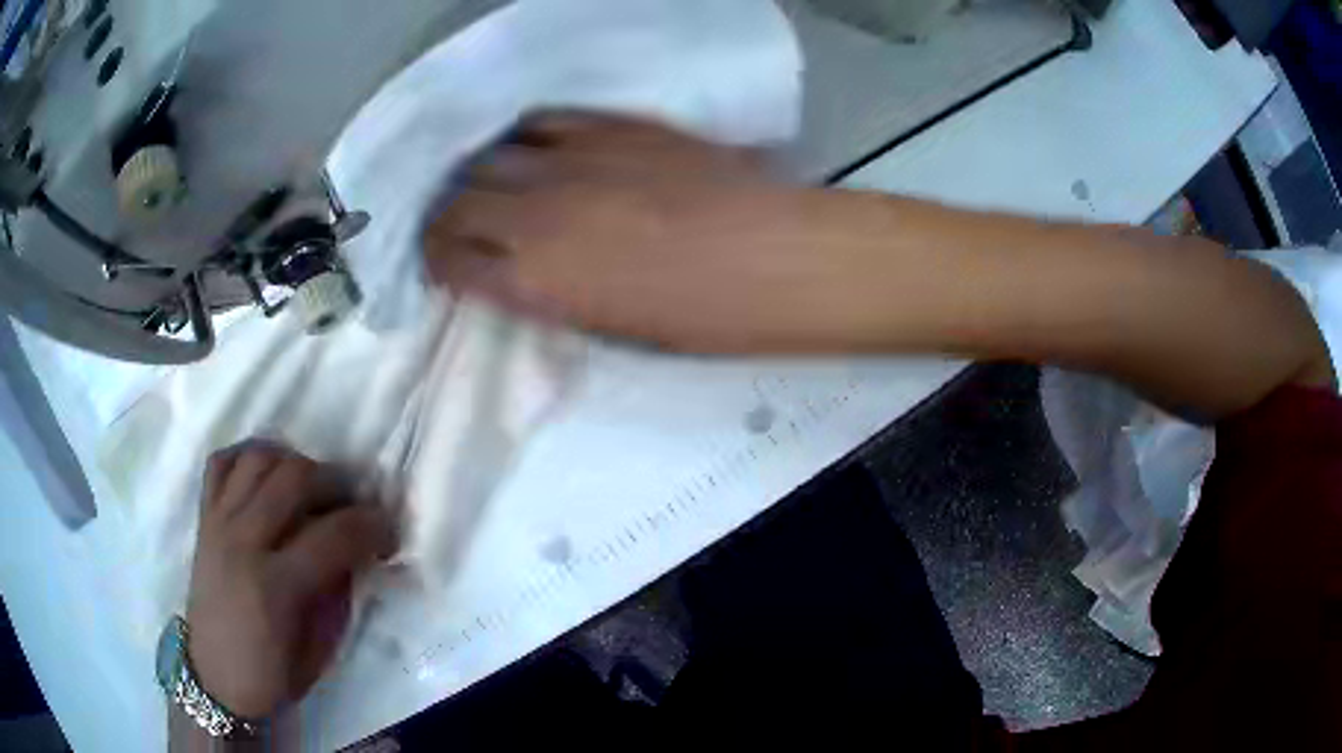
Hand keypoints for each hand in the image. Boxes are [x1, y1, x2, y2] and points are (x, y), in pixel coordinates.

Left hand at [185, 442, 396, 720]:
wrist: (216, 679)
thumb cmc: (273, 674)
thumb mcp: (320, 647)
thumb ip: (337, 592)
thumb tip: (356, 551)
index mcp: (276, 586)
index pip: (334, 534)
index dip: (373, 525)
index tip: (388, 531)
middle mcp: (242, 542)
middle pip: (295, 478)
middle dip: (337, 482)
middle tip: (353, 504)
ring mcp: (218, 524)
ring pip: (259, 458)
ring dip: (294, 463)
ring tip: (311, 488)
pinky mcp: (203, 518)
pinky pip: (222, 463)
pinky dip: (248, 457)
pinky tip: (267, 475)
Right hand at [425, 112, 891, 352]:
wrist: (774, 259)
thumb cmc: (701, 318)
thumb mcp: (608, 327)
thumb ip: (548, 295)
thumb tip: (515, 271)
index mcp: (534, 281)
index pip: (450, 260)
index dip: (436, 261)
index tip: (441, 261)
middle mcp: (536, 214)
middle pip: (457, 202)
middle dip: (444, 216)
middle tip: (453, 222)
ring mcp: (572, 161)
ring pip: (490, 155)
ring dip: (477, 173)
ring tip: (485, 181)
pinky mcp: (611, 127)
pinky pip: (543, 120)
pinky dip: (525, 136)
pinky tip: (531, 146)